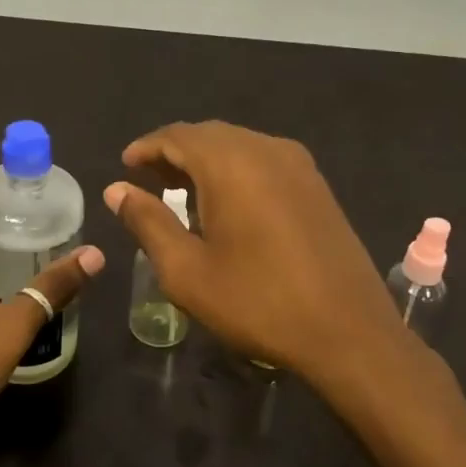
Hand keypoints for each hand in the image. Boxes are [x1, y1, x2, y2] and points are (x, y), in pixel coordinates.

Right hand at [103, 122, 406, 386]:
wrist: (349, 331)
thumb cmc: (258, 302)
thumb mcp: (187, 270)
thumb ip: (148, 222)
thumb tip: (117, 189)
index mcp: (231, 163)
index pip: (177, 136)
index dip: (146, 147)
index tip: (125, 166)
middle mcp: (266, 149)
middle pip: (209, 135)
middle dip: (175, 152)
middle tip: (148, 179)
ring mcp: (298, 165)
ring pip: (239, 145)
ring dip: (206, 160)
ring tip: (181, 192)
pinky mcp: (317, 185)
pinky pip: (264, 160)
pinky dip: (235, 170)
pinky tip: (227, 203)